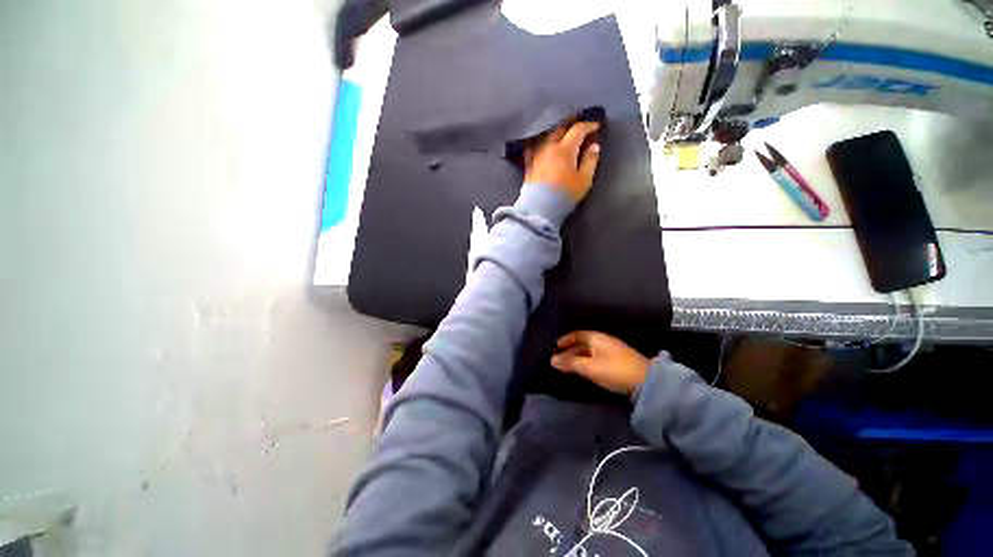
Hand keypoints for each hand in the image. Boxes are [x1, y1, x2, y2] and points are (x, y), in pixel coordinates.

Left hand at [524, 121, 600, 201]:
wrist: (539, 208)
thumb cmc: (564, 195)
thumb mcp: (584, 180)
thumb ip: (590, 161)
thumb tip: (594, 146)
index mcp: (565, 149)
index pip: (577, 130)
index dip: (588, 125)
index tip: (596, 126)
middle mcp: (549, 147)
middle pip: (560, 128)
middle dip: (571, 124)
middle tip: (579, 126)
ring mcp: (536, 155)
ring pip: (546, 136)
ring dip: (556, 131)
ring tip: (562, 133)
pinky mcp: (528, 164)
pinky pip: (533, 147)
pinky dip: (540, 142)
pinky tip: (542, 144)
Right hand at [551, 331, 650, 395]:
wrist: (647, 382)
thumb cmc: (614, 370)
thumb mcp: (590, 367)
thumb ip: (570, 363)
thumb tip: (552, 360)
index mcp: (597, 337)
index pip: (577, 334)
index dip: (565, 340)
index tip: (555, 347)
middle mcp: (604, 341)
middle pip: (582, 343)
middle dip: (569, 351)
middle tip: (558, 360)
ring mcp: (612, 351)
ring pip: (589, 352)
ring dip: (577, 357)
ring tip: (567, 366)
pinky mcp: (617, 362)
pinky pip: (596, 358)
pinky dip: (586, 362)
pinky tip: (583, 370)